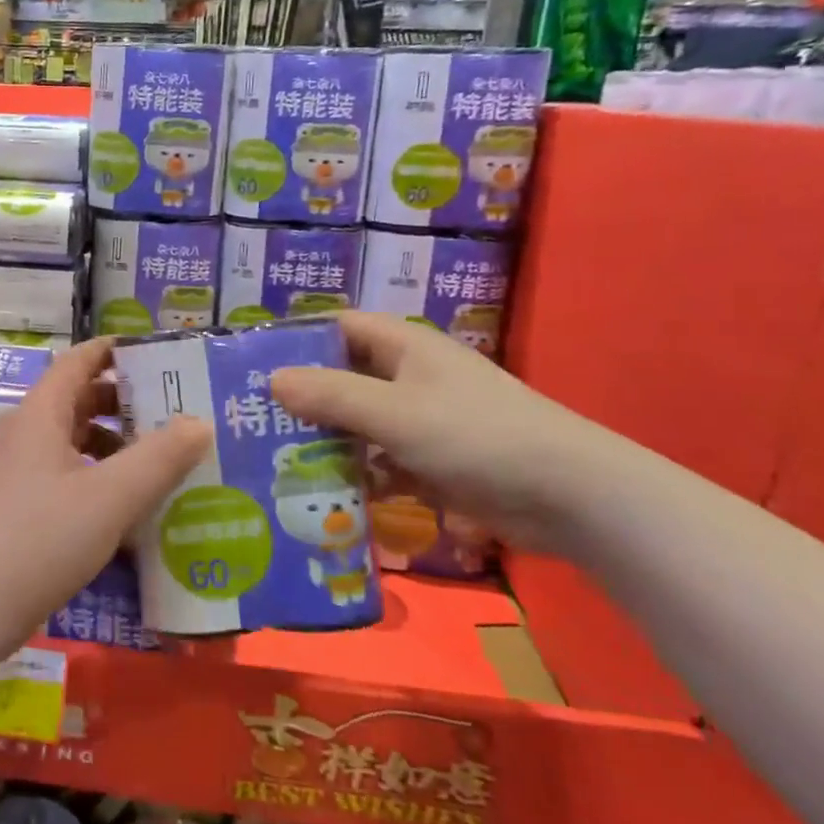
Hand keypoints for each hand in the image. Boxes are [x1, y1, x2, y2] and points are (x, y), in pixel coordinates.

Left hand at [0, 338, 209, 646]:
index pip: (77, 361)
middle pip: (76, 401)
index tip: (154, 354)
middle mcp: (23, 434)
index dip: (112, 351)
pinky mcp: (14, 507)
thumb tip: (200, 422)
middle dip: (122, 403)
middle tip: (171, 413)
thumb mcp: (111, 496)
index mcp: (40, 414)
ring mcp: (15, 472)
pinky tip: (124, 507)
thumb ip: (160, 458)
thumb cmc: (42, 537)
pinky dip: (95, 478)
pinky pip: (62, 475)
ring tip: (157, 463)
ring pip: (70, 442)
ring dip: (111, 446)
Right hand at [271, 312, 610, 551]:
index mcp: (405, 347)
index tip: (255, 364)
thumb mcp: (395, 412)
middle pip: (345, 376)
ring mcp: (423, 420)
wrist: (569, 497)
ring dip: (326, 438)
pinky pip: (380, 459)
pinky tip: (322, 493)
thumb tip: (273, 379)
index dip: (300, 339)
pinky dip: (356, 472)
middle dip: (304, 396)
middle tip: (253, 419)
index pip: (341, 326)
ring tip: (273, 459)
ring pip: (360, 422)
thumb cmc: (476, 436)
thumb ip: (332, 395)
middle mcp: (411, 376)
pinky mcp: (433, 461)